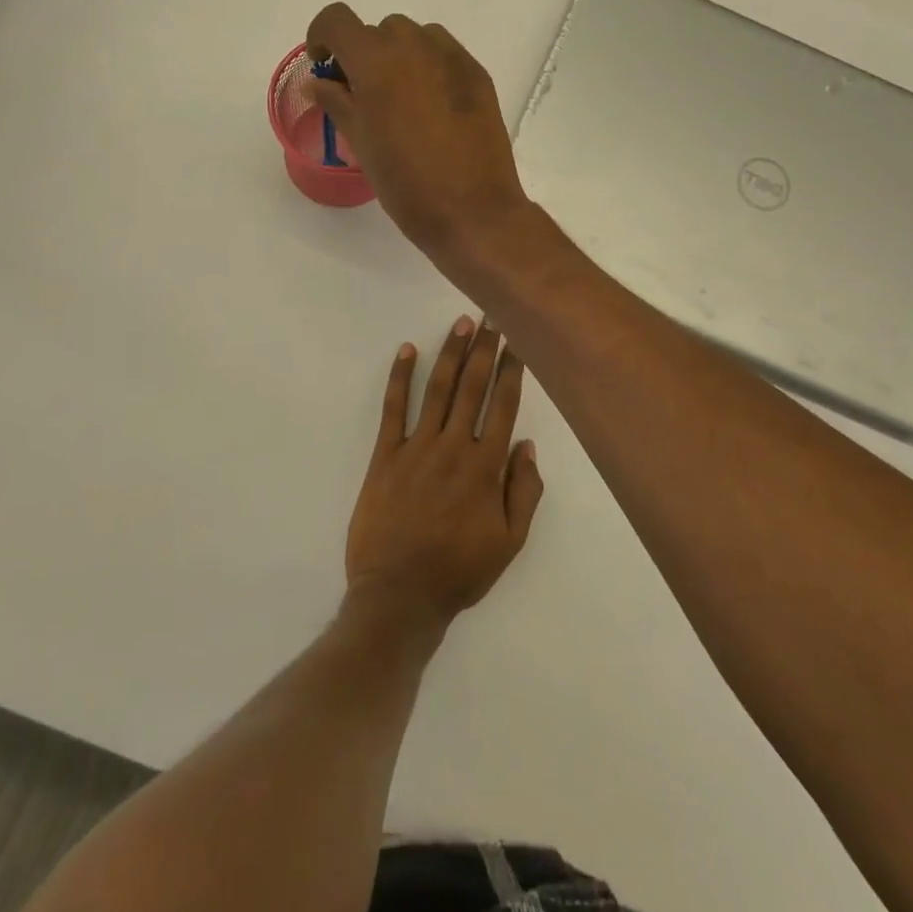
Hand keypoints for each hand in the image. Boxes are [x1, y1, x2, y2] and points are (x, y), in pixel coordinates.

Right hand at [306, 5, 528, 264]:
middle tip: (365, 96)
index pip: (337, 20)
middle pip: (379, 30)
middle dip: (365, 55)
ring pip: (415, 37)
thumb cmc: (405, 182)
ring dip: (400, 57)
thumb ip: (337, 103)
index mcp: (375, 61)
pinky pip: (445, 54)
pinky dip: (430, 68)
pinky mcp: (478, 75)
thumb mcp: (360, 143)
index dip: (322, 35)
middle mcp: (413, 45)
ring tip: (403, 100)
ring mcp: (452, 57)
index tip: (325, 66)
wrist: (472, 210)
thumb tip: (319, 83)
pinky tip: (434, 108)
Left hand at [344, 317, 543, 632]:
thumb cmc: (459, 572)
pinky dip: (400, 377)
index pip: (503, 405)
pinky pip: (393, 408)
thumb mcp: (509, 543)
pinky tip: (407, 350)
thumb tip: (526, 444)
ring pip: (438, 389)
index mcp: (485, 467)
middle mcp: (453, 447)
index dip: (512, 371)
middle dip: (485, 349)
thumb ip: (523, 491)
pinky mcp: (385, 455)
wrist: (399, 595)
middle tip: (493, 316)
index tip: (518, 342)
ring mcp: (416, 448)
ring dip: (451, 353)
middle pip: (473, 387)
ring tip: (461, 323)